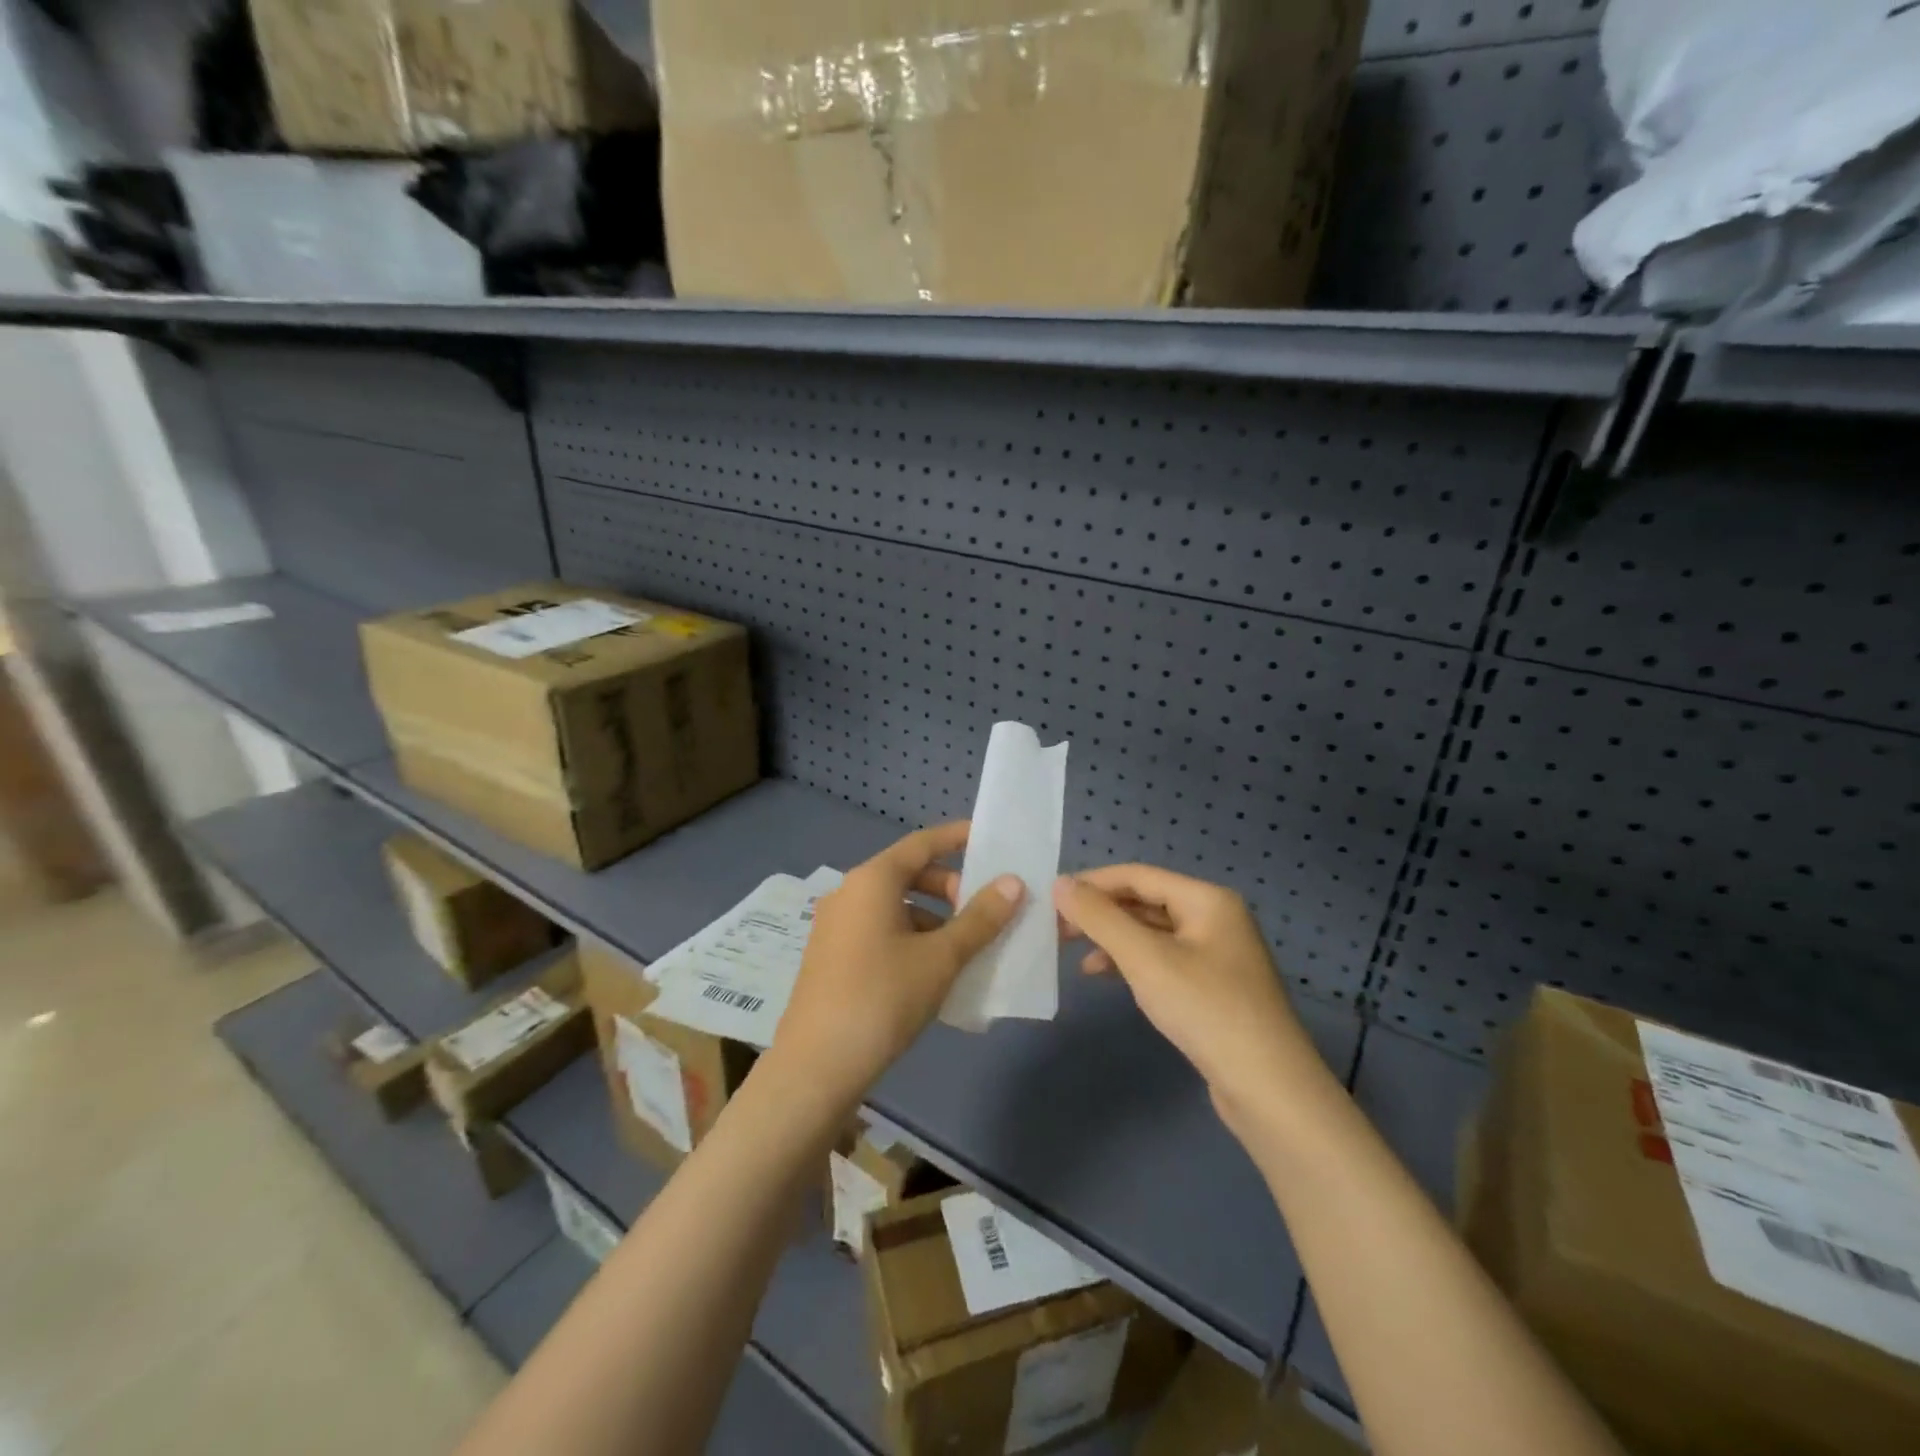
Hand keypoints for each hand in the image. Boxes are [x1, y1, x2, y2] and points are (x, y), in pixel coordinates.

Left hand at [769, 822, 1022, 1109]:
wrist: (817, 1066)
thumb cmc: (883, 998)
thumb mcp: (941, 958)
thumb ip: (980, 918)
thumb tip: (1013, 883)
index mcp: (872, 880)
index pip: (922, 843)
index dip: (957, 838)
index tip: (990, 840)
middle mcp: (849, 892)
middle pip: (907, 873)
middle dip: (950, 887)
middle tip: (983, 911)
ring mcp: (836, 924)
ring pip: (894, 905)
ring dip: (932, 917)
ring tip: (964, 948)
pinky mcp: (831, 955)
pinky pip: (879, 929)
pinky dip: (910, 937)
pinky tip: (932, 970)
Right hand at [1053, 865, 1333, 1132]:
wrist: (1269, 1090)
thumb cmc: (1205, 1010)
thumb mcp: (1145, 959)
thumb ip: (1100, 918)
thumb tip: (1060, 883)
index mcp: (1207, 899)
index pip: (1137, 875)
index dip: (1092, 883)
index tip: (1051, 900)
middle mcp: (1215, 917)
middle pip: (1145, 902)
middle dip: (1101, 914)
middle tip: (1057, 931)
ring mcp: (1216, 953)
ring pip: (1152, 933)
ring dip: (1114, 940)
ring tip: (1077, 957)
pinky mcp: (1213, 986)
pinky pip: (1163, 960)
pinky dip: (1133, 963)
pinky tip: (1108, 977)